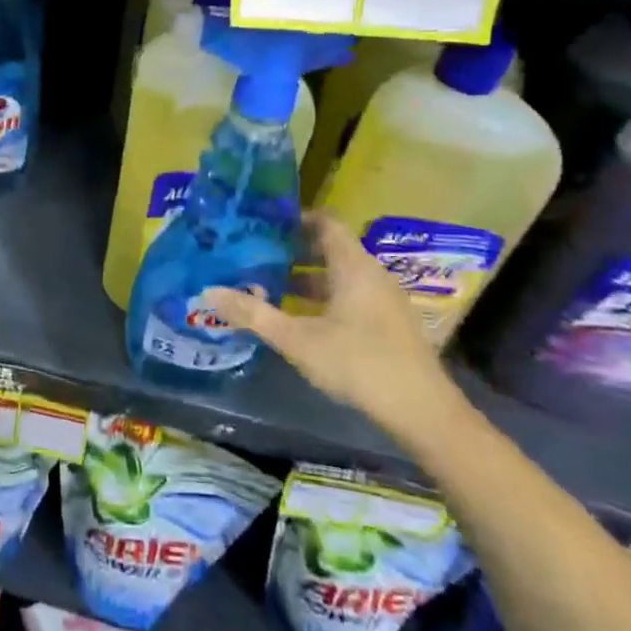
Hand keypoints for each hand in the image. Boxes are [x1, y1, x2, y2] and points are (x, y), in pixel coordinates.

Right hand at [203, 211, 459, 438]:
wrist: (423, 412)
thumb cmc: (358, 363)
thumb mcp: (296, 339)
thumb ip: (252, 313)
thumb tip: (208, 291)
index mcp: (353, 266)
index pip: (325, 223)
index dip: (295, 218)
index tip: (262, 222)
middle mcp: (372, 274)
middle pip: (330, 248)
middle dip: (292, 250)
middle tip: (255, 252)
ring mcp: (384, 300)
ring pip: (339, 275)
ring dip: (306, 277)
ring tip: (268, 284)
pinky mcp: (389, 324)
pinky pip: (351, 295)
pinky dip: (323, 297)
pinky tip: (299, 317)